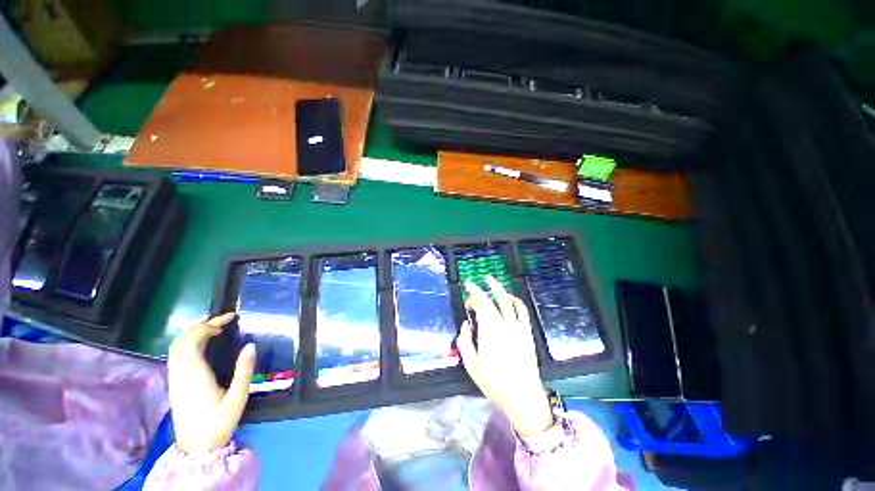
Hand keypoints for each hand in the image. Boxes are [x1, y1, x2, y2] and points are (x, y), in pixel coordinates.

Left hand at [167, 313, 255, 453]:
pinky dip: (186, 343)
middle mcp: (180, 375)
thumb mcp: (237, 398)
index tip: (229, 319)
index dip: (209, 326)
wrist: (197, 448)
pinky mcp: (175, 385)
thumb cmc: (219, 423)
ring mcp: (175, 380)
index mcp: (194, 376)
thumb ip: (244, 371)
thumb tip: (250, 345)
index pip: (194, 342)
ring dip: (189, 332)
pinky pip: (175, 356)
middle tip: (219, 317)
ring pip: (174, 349)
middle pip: (181, 342)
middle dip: (198, 325)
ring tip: (207, 323)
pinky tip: (198, 344)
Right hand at [457, 276, 553, 437]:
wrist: (522, 396)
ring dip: (499, 289)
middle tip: (475, 284)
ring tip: (491, 281)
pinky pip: (523, 311)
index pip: (480, 303)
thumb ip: (465, 341)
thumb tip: (465, 324)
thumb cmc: (494, 382)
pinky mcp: (527, 333)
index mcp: (489, 330)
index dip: (473, 293)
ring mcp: (517, 327)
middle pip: (492, 299)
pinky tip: (511, 298)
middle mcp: (504, 324)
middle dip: (482, 289)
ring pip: (508, 301)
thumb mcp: (471, 364)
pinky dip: (516, 301)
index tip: (466, 291)